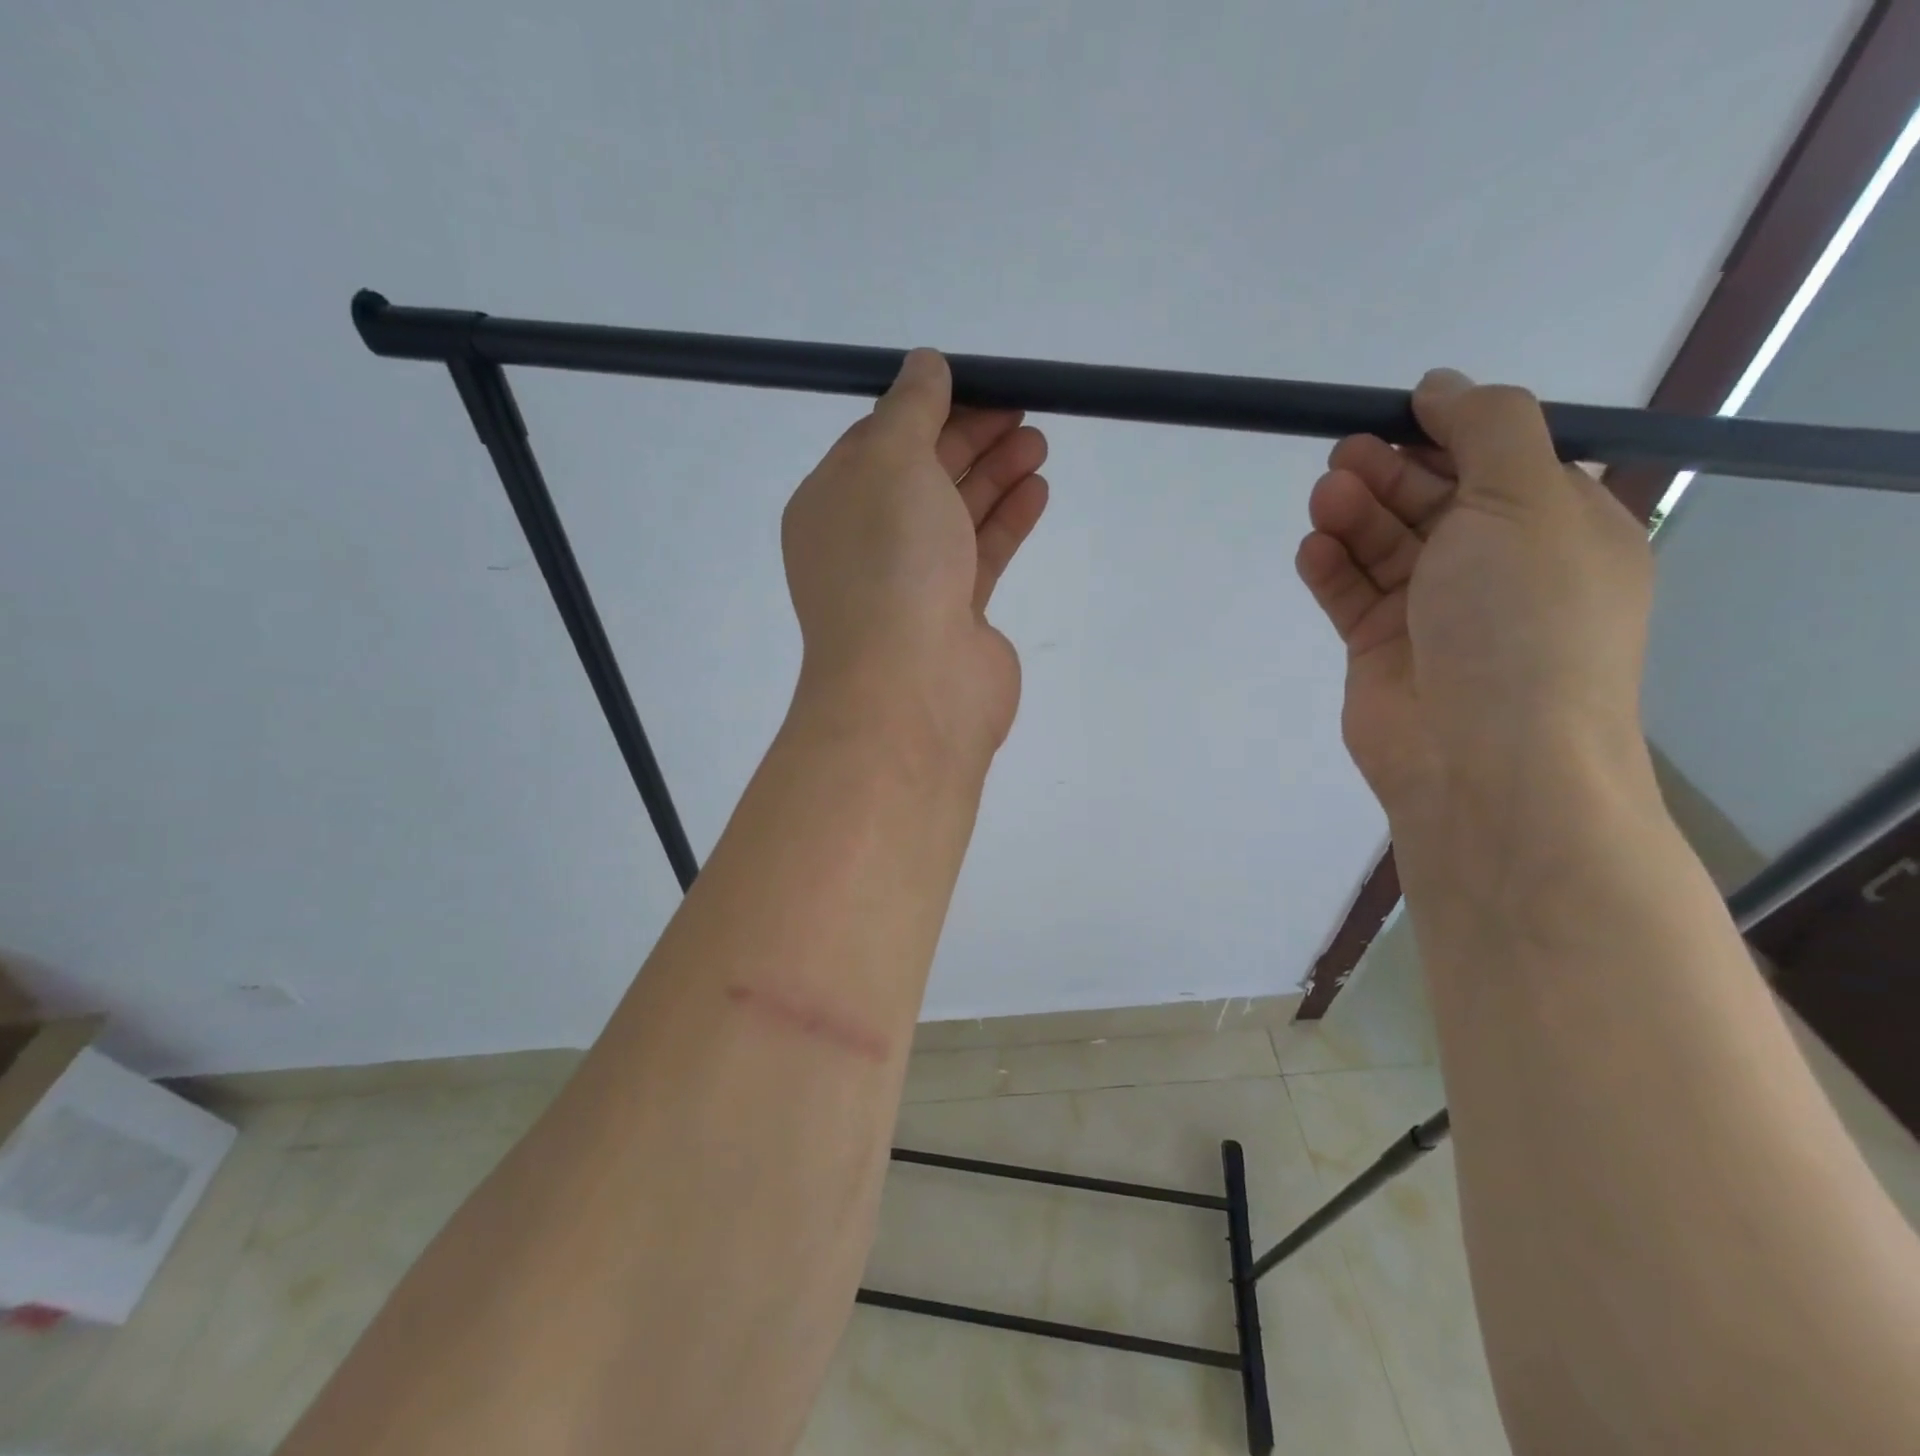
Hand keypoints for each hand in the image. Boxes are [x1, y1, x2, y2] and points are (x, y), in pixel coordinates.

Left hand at [782, 350, 1048, 768]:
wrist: (912, 689)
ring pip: (955, 516)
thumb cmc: (889, 563)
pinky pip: (980, 556)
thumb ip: (910, 409)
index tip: (978, 384)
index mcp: (832, 506)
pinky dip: (1006, 520)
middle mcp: (866, 544)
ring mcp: (911, 584)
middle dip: (971, 438)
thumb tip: (925, 365)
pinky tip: (1037, 490)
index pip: (878, 442)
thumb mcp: (890, 462)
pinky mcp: (954, 617)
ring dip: (995, 476)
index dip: (929, 408)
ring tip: (1038, 443)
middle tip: (1023, 409)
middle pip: (922, 476)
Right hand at [1295, 369, 1653, 825]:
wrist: (1484, 759)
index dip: (1448, 432)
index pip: (1499, 460)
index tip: (1397, 415)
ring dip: (1354, 515)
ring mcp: (1435, 611)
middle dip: (1388, 473)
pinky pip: (1351, 592)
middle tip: (1345, 458)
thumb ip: (1488, 427)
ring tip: (1325, 500)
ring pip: (1384, 544)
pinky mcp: (1379, 647)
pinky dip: (1331, 566)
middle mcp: (1497, 566)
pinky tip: (1313, 550)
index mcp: (1558, 528)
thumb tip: (1442, 384)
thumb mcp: (1528, 500)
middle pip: (1431, 499)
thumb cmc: (1522, 622)